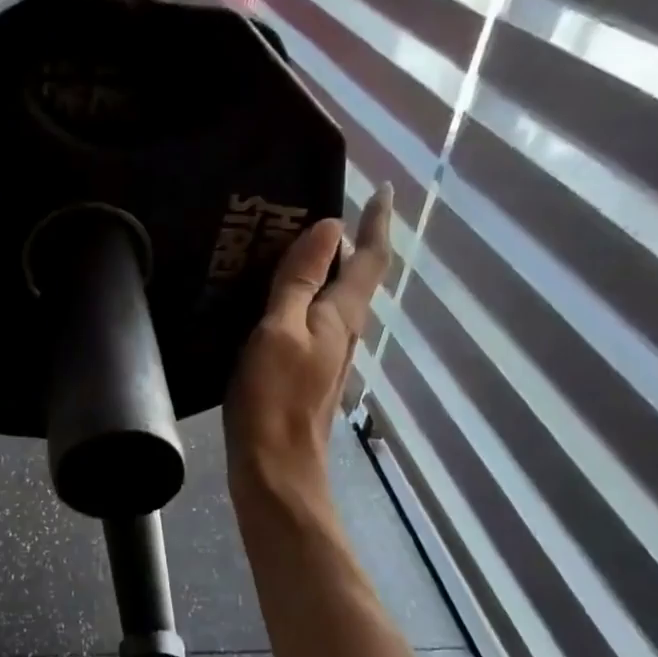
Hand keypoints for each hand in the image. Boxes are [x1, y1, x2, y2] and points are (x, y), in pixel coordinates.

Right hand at [224, 184, 393, 515]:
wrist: (275, 467)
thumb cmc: (273, 397)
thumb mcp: (279, 330)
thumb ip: (300, 280)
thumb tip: (328, 226)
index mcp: (341, 315)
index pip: (370, 258)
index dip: (377, 222)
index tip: (384, 189)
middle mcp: (343, 331)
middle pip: (356, 277)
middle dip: (347, 241)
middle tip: (317, 210)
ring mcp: (327, 355)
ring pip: (334, 299)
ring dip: (324, 269)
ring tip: (292, 246)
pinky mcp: (307, 373)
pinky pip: (312, 320)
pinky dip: (303, 297)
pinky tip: (275, 299)